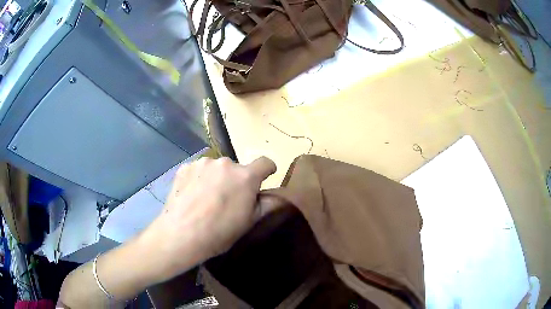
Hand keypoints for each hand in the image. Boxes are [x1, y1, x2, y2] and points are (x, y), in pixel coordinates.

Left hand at [139, 156, 276, 282]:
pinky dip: (199, 179)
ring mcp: (202, 163)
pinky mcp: (185, 167)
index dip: (267, 170)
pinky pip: (198, 170)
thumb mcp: (250, 222)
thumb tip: (277, 195)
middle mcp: (225, 163)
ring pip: (216, 169)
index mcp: (245, 176)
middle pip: (237, 169)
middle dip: (236, 181)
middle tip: (227, 200)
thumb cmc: (219, 232)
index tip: (266, 177)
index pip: (265, 163)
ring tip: (206, 198)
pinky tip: (192, 196)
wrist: (181, 234)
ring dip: (216, 179)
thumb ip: (267, 204)